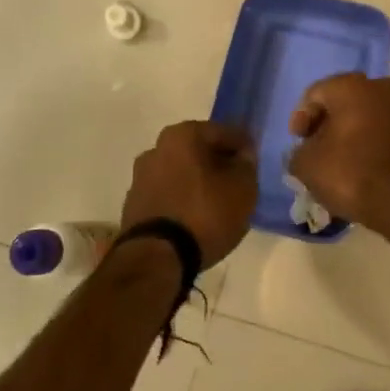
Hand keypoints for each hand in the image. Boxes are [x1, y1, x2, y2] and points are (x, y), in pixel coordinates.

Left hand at [120, 121, 258, 266]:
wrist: (157, 258)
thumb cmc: (205, 214)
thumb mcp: (243, 188)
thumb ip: (247, 165)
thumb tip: (242, 156)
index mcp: (182, 135)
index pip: (224, 132)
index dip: (244, 147)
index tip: (255, 163)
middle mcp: (156, 149)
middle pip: (198, 151)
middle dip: (218, 163)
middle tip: (238, 182)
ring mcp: (140, 178)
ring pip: (181, 173)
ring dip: (199, 182)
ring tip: (218, 204)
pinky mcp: (134, 205)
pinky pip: (168, 195)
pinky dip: (183, 200)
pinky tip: (197, 218)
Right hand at [287, 74, 389, 240]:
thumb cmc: (353, 174)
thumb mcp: (307, 166)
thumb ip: (298, 152)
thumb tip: (306, 152)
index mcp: (352, 86)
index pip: (315, 94)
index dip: (301, 118)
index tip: (298, 143)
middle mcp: (382, 88)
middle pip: (343, 103)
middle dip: (327, 126)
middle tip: (315, 151)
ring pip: (367, 119)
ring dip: (350, 137)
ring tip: (338, 165)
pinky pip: (386, 135)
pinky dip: (371, 147)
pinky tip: (362, 171)